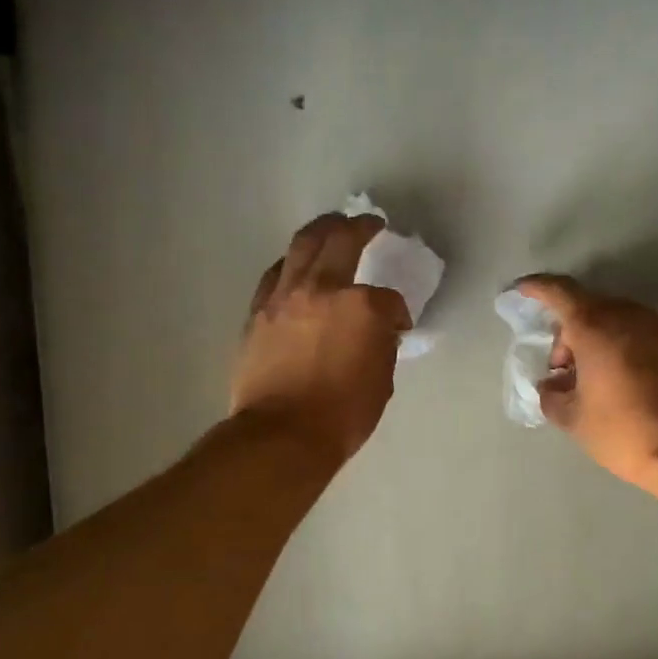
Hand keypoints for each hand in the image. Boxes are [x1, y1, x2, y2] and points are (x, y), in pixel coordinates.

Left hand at [233, 214, 411, 463]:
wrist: (282, 435)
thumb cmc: (341, 416)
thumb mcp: (381, 381)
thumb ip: (381, 345)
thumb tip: (378, 332)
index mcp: (360, 307)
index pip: (388, 299)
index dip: (398, 311)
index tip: (399, 325)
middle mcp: (321, 289)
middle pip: (340, 241)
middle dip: (358, 227)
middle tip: (367, 223)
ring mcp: (284, 297)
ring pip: (301, 246)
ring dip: (320, 232)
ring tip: (329, 228)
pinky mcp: (258, 313)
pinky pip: (276, 274)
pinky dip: (291, 264)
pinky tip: (296, 267)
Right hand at [514, 275, 657, 490]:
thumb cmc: (624, 431)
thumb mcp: (573, 419)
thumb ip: (551, 395)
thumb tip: (552, 385)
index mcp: (596, 326)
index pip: (559, 291)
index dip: (536, 288)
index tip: (520, 291)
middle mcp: (630, 316)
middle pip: (589, 308)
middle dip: (568, 333)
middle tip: (561, 370)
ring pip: (616, 321)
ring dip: (596, 342)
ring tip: (590, 381)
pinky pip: (640, 336)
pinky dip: (621, 349)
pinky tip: (620, 384)